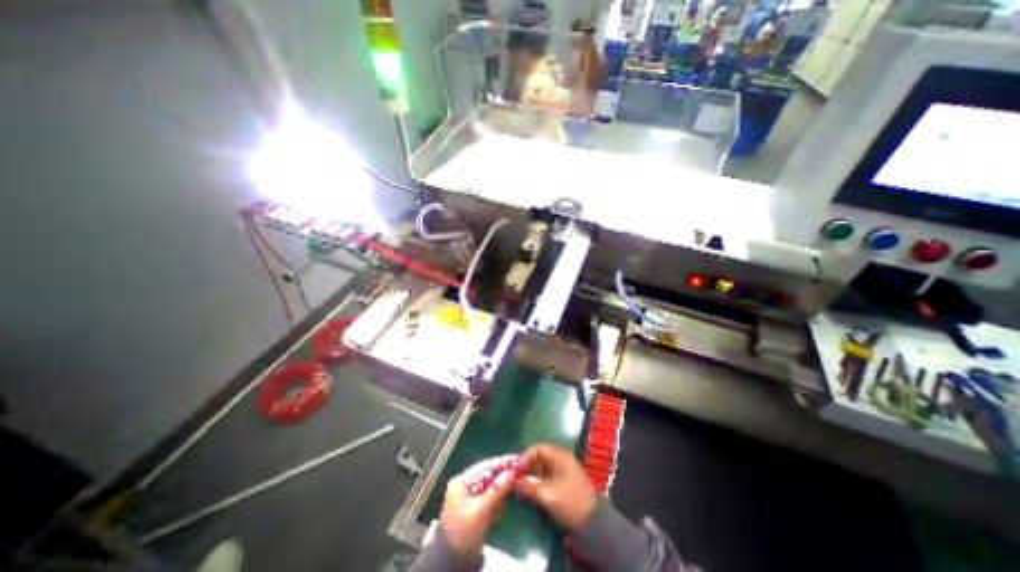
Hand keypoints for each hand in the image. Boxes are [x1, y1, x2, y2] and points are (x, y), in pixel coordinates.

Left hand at [437, 457, 519, 552]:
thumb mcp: (480, 511)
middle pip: (487, 476)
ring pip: (489, 489)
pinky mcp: (473, 512)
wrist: (451, 565)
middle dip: (501, 477)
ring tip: (511, 491)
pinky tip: (499, 511)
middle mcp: (464, 487)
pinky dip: (495, 504)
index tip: (516, 459)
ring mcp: (468, 500)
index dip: (500, 463)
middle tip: (518, 473)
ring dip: (499, 492)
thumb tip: (512, 471)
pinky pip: (488, 501)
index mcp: (461, 482)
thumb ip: (496, 490)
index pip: (484, 467)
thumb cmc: (463, 534)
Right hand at [520, 443, 599, 530]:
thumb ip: (529, 487)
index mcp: (560, 457)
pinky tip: (528, 493)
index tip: (515, 469)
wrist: (593, 524)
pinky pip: (545, 479)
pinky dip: (536, 484)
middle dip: (526, 468)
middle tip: (514, 479)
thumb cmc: (570, 503)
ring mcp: (562, 473)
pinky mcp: (562, 485)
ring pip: (541, 470)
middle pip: (539, 459)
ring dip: (530, 477)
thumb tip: (513, 481)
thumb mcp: (548, 495)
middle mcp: (561, 461)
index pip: (538, 449)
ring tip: (518, 487)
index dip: (525, 457)